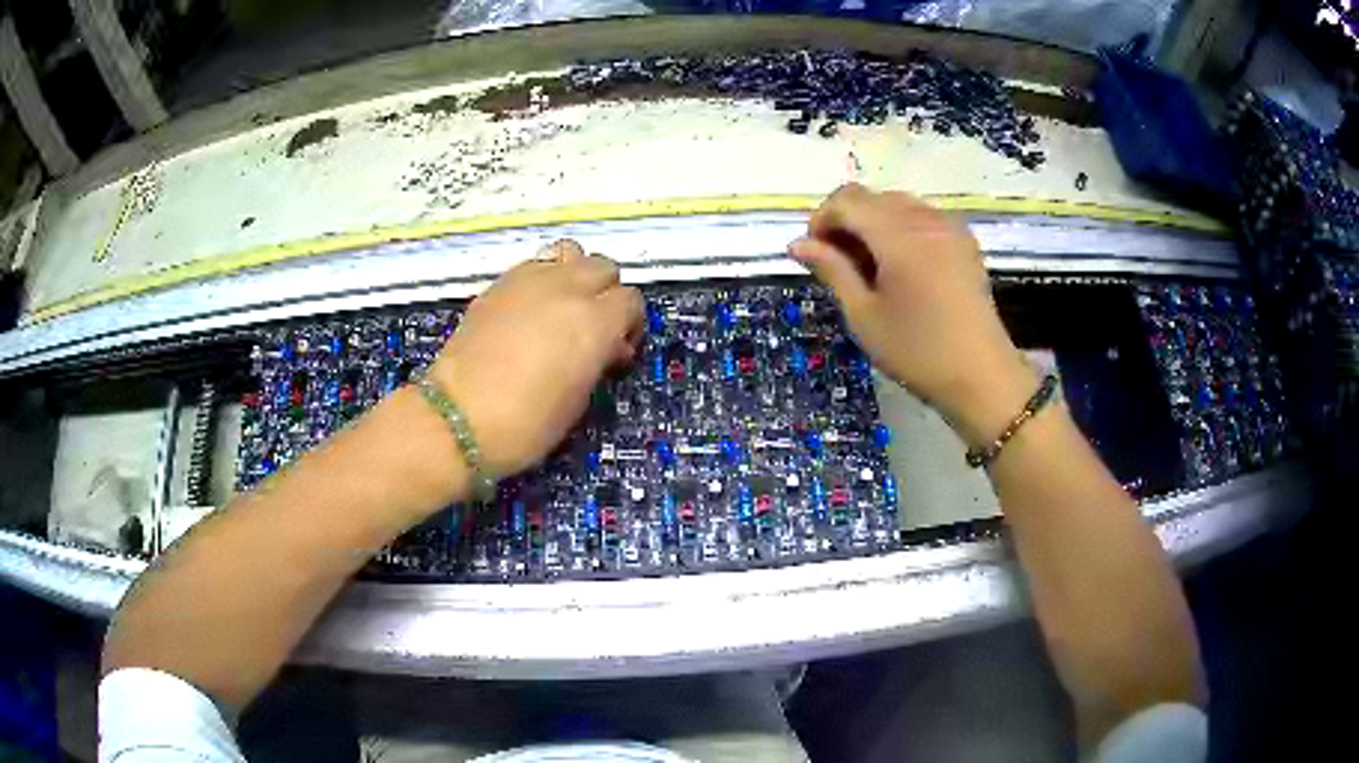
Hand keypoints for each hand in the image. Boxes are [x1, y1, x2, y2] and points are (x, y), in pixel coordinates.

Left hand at [426, 240, 642, 475]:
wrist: (457, 418)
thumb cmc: (526, 424)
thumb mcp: (578, 400)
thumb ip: (598, 359)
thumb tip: (604, 347)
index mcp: (594, 322)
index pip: (631, 300)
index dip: (628, 325)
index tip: (615, 352)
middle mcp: (567, 289)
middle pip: (604, 268)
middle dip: (605, 294)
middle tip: (592, 328)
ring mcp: (529, 280)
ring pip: (571, 253)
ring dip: (576, 275)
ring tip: (563, 308)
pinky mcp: (499, 284)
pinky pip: (535, 264)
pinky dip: (543, 280)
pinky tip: (530, 311)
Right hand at [789, 184, 1037, 446]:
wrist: (981, 375)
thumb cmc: (917, 351)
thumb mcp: (864, 315)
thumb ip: (832, 270)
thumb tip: (797, 244)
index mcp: (898, 234)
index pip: (846, 200)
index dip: (822, 219)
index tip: (813, 254)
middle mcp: (925, 218)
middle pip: (872, 197)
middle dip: (847, 221)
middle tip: (839, 264)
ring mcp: (949, 226)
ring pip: (897, 204)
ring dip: (874, 223)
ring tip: (870, 267)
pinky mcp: (964, 240)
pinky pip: (922, 217)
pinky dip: (901, 229)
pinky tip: (901, 266)